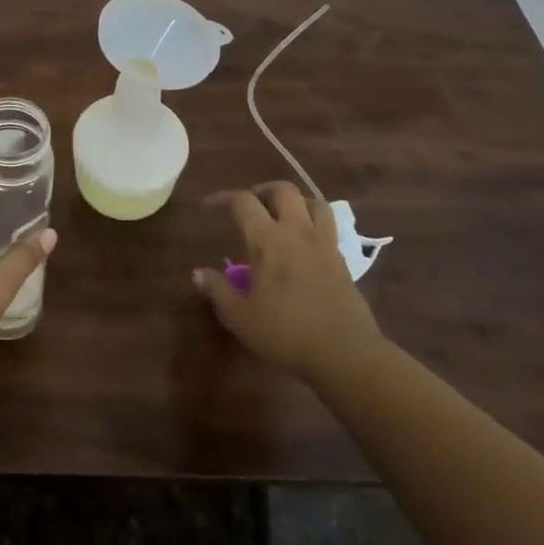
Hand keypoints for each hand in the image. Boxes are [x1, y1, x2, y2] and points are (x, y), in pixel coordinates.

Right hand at [193, 182, 386, 388]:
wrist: (345, 354)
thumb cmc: (286, 333)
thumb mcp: (241, 317)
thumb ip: (218, 290)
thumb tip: (198, 273)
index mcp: (268, 240)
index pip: (243, 202)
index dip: (223, 198)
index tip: (208, 206)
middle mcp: (297, 232)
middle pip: (283, 190)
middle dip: (263, 190)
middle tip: (250, 205)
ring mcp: (324, 244)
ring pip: (314, 202)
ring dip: (295, 201)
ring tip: (282, 216)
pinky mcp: (343, 261)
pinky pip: (329, 226)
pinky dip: (314, 223)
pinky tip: (304, 243)